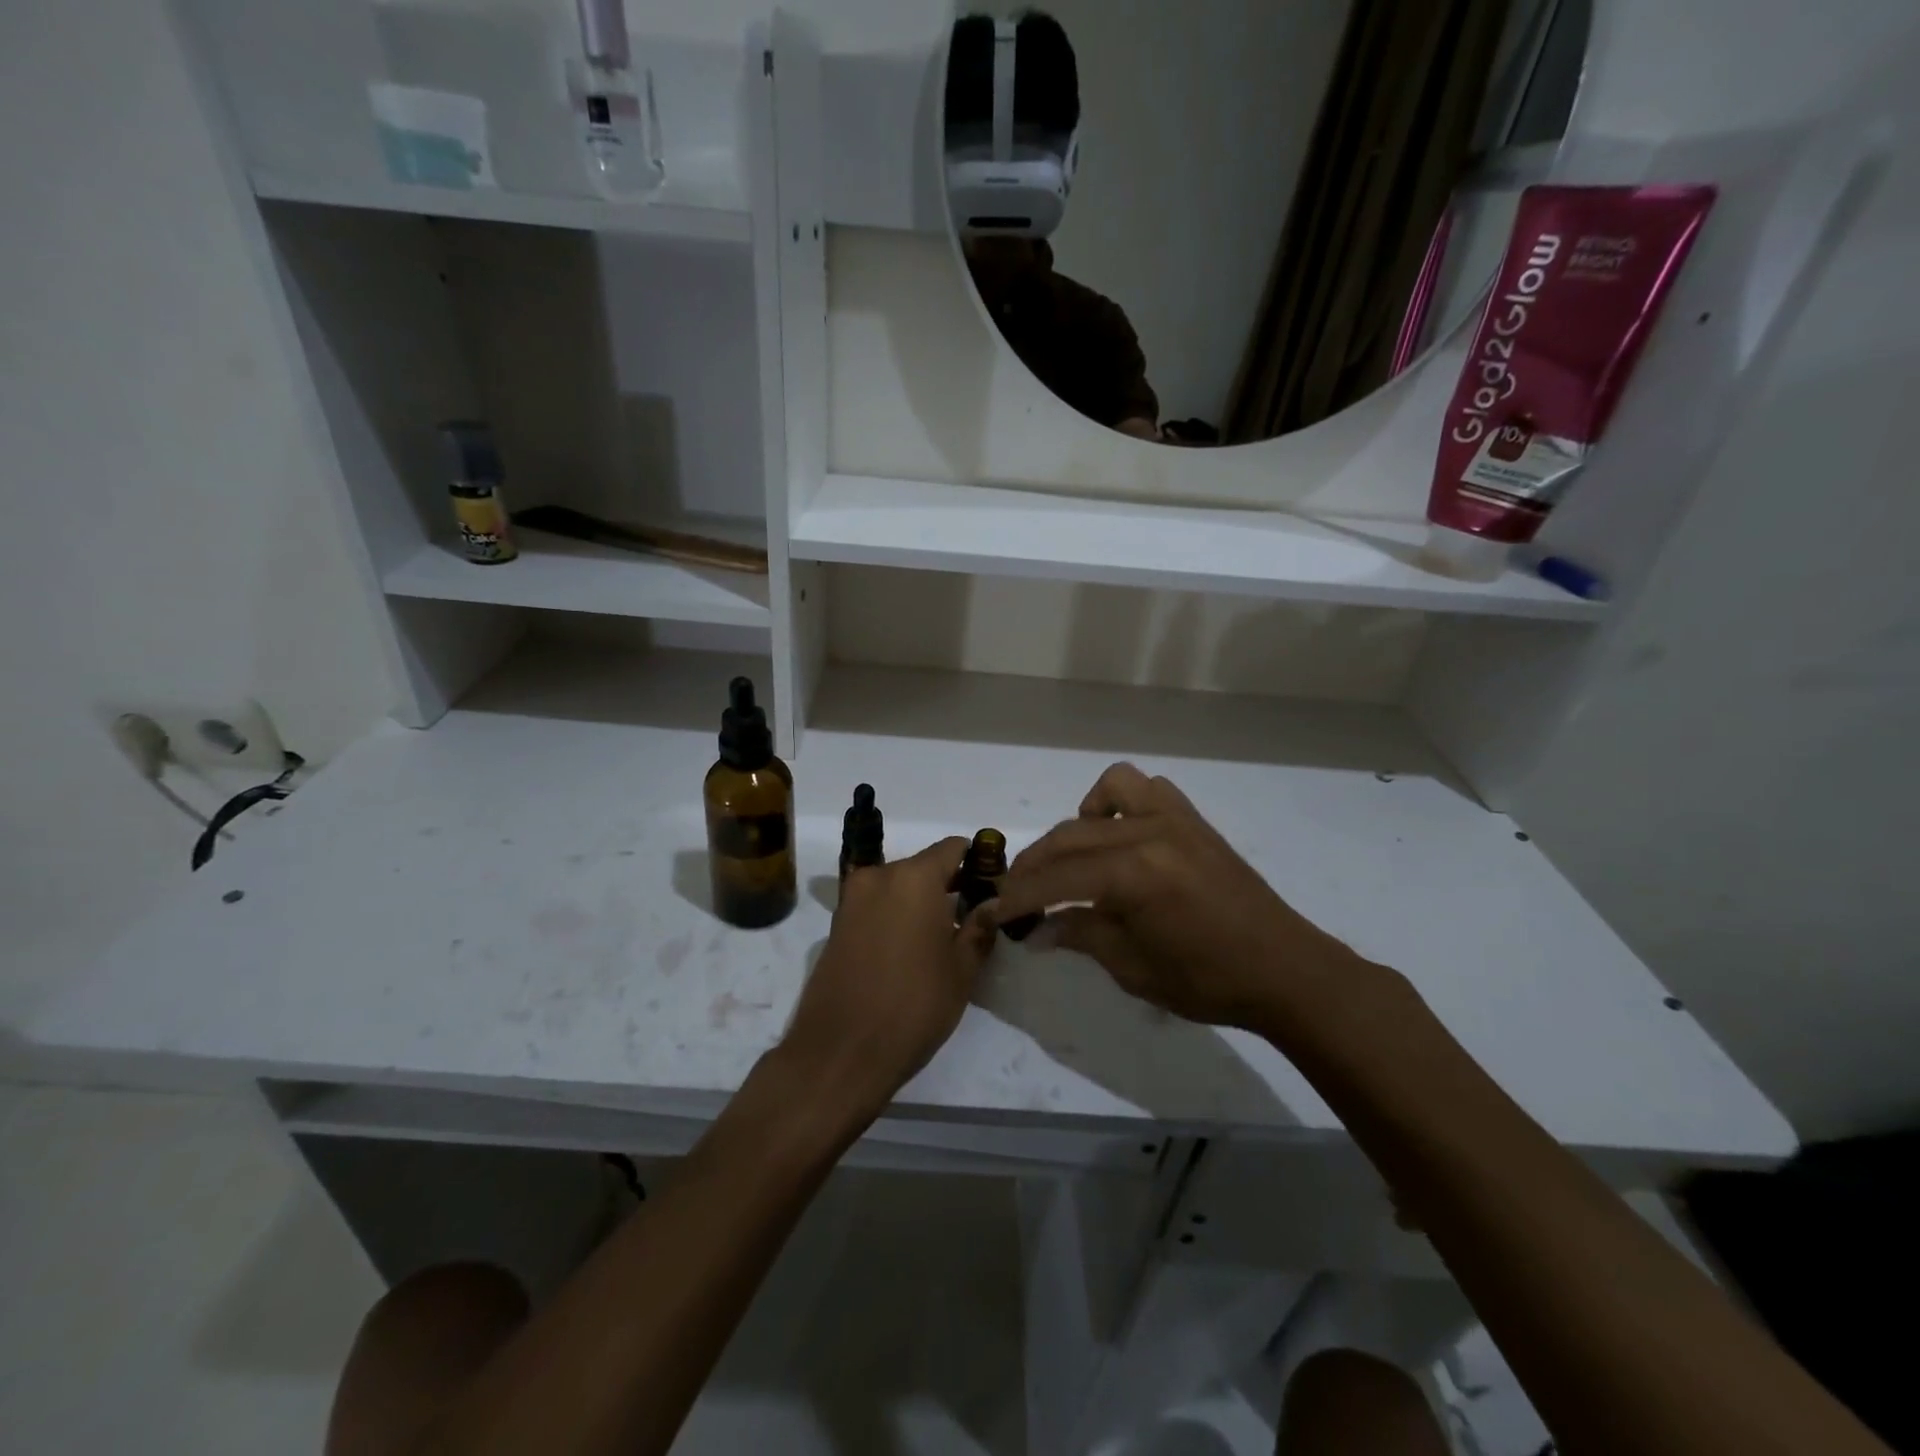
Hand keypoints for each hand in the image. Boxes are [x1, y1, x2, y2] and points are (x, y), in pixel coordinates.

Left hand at [778, 837, 996, 1121]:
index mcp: (914, 878)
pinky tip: (908, 950)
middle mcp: (879, 876)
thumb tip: (992, 903)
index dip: (976, 862)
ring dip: (919, 901)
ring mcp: (852, 899)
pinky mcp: (836, 924)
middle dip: (947, 884)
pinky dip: (894, 915)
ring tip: (940, 939)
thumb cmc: (913, 1006)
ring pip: (897, 886)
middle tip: (970, 918)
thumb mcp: (961, 970)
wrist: (840, 1052)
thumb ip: (979, 928)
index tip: (990, 888)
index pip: (952, 848)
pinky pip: (875, 906)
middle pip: (922, 865)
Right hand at [992, 764, 1362, 1033]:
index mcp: (1133, 874)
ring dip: (1078, 823)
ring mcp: (1174, 819)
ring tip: (1073, 858)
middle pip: (1070, 837)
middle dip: (1035, 865)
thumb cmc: (1207, 981)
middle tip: (1016, 893)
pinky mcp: (1193, 820)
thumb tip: (1036, 931)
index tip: (991, 909)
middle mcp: (1149, 832)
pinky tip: (1119, 835)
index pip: (1056, 878)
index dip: (1019, 896)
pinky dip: (1121, 802)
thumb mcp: (1132, 967)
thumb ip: (1080, 935)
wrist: (1283, 969)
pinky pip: (1147, 788)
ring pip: (1107, 792)